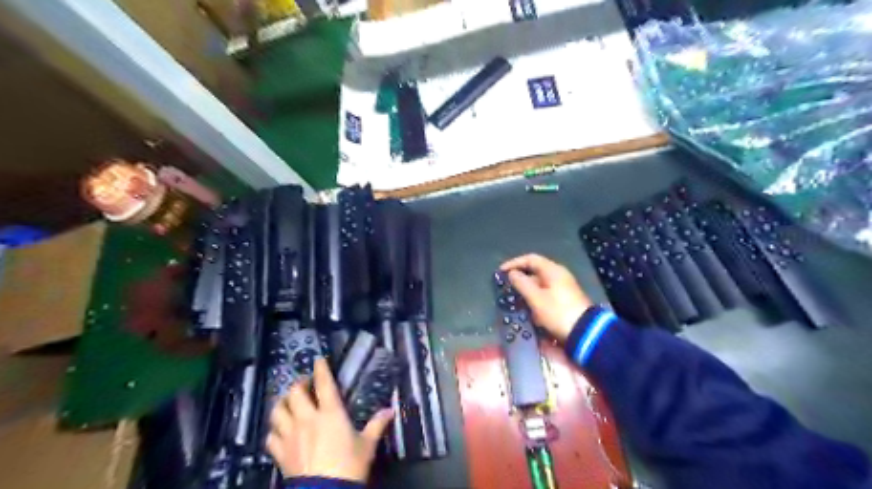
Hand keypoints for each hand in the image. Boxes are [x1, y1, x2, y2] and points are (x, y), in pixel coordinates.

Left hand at [266, 356, 396, 478]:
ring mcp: (291, 436)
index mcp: (330, 413)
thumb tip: (391, 410)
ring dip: (282, 403)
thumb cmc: (349, 465)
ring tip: (288, 402)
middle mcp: (307, 419)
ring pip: (277, 411)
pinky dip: (274, 429)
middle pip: (295, 393)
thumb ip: (377, 424)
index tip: (319, 359)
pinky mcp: (281, 453)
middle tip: (305, 383)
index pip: (323, 383)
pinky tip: (279, 430)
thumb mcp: (367, 445)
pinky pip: (271, 436)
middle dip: (298, 384)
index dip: (320, 368)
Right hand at [500, 253, 595, 340]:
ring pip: (540, 283)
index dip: (514, 263)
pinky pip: (545, 293)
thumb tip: (512, 273)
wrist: (585, 332)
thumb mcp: (536, 298)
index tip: (501, 272)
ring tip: (514, 298)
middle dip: (520, 277)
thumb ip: (522, 284)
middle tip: (506, 286)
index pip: (530, 259)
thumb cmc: (558, 312)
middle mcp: (559, 275)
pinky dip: (534, 297)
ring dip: (526, 289)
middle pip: (535, 270)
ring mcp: (563, 287)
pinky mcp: (565, 299)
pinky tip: (528, 307)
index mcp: (553, 270)